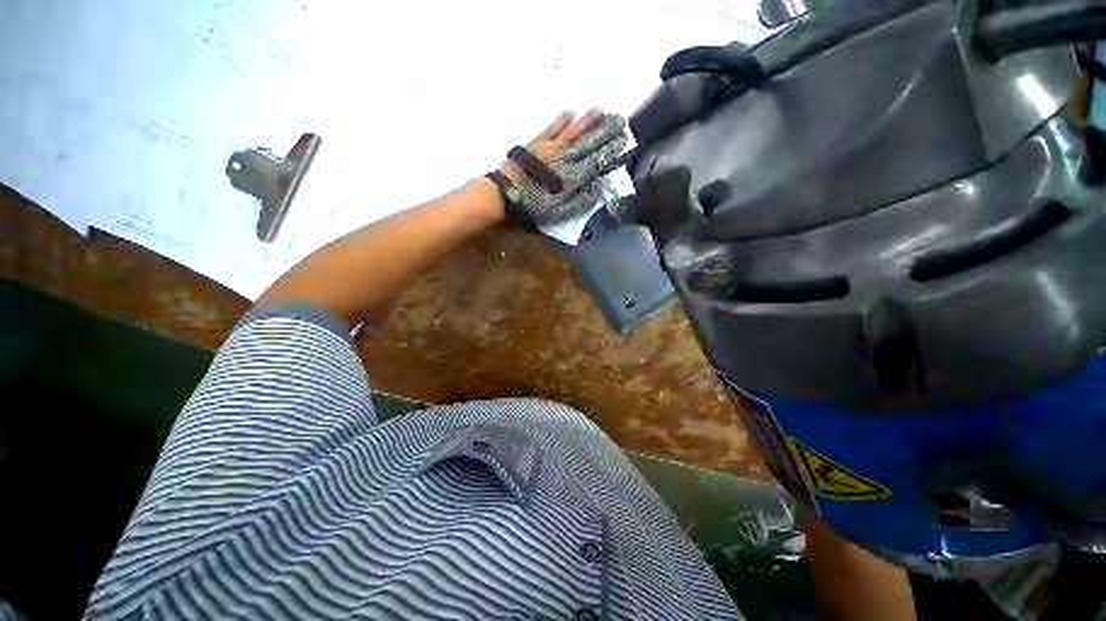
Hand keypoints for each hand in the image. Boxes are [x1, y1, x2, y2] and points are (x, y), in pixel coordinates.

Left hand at [499, 109, 627, 226]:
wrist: (506, 193)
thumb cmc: (534, 206)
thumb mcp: (560, 212)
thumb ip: (580, 201)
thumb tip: (597, 187)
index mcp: (572, 177)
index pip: (596, 160)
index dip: (610, 150)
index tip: (623, 139)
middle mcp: (564, 158)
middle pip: (588, 142)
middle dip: (605, 131)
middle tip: (621, 119)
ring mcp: (550, 148)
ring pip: (573, 131)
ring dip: (588, 121)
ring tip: (602, 110)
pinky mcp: (537, 143)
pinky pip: (552, 128)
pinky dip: (562, 120)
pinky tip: (571, 111)